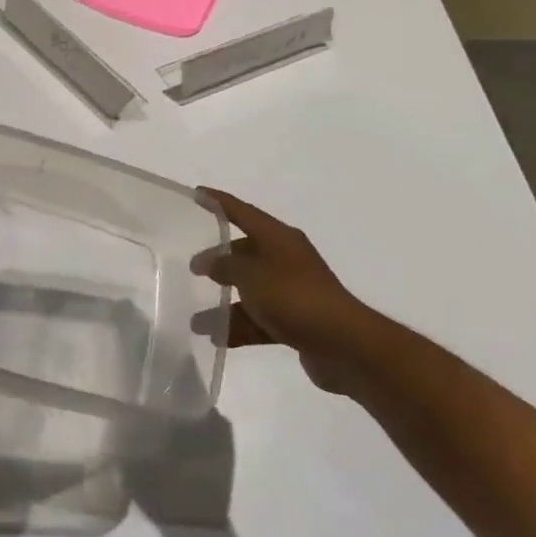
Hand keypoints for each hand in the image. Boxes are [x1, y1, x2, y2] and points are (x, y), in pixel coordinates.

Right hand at [193, 188, 374, 398]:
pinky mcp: (295, 320)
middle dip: (219, 261)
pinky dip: (239, 326)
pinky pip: (259, 318)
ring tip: (197, 319)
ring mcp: (291, 290)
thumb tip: (208, 262)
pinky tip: (216, 338)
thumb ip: (224, 265)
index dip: (219, 202)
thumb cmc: (293, 296)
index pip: (243, 212)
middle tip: (192, 268)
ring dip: (224, 303)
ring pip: (251, 290)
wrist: (342, 344)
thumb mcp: (251, 275)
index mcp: (279, 238)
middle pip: (246, 253)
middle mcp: (286, 258)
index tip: (197, 193)